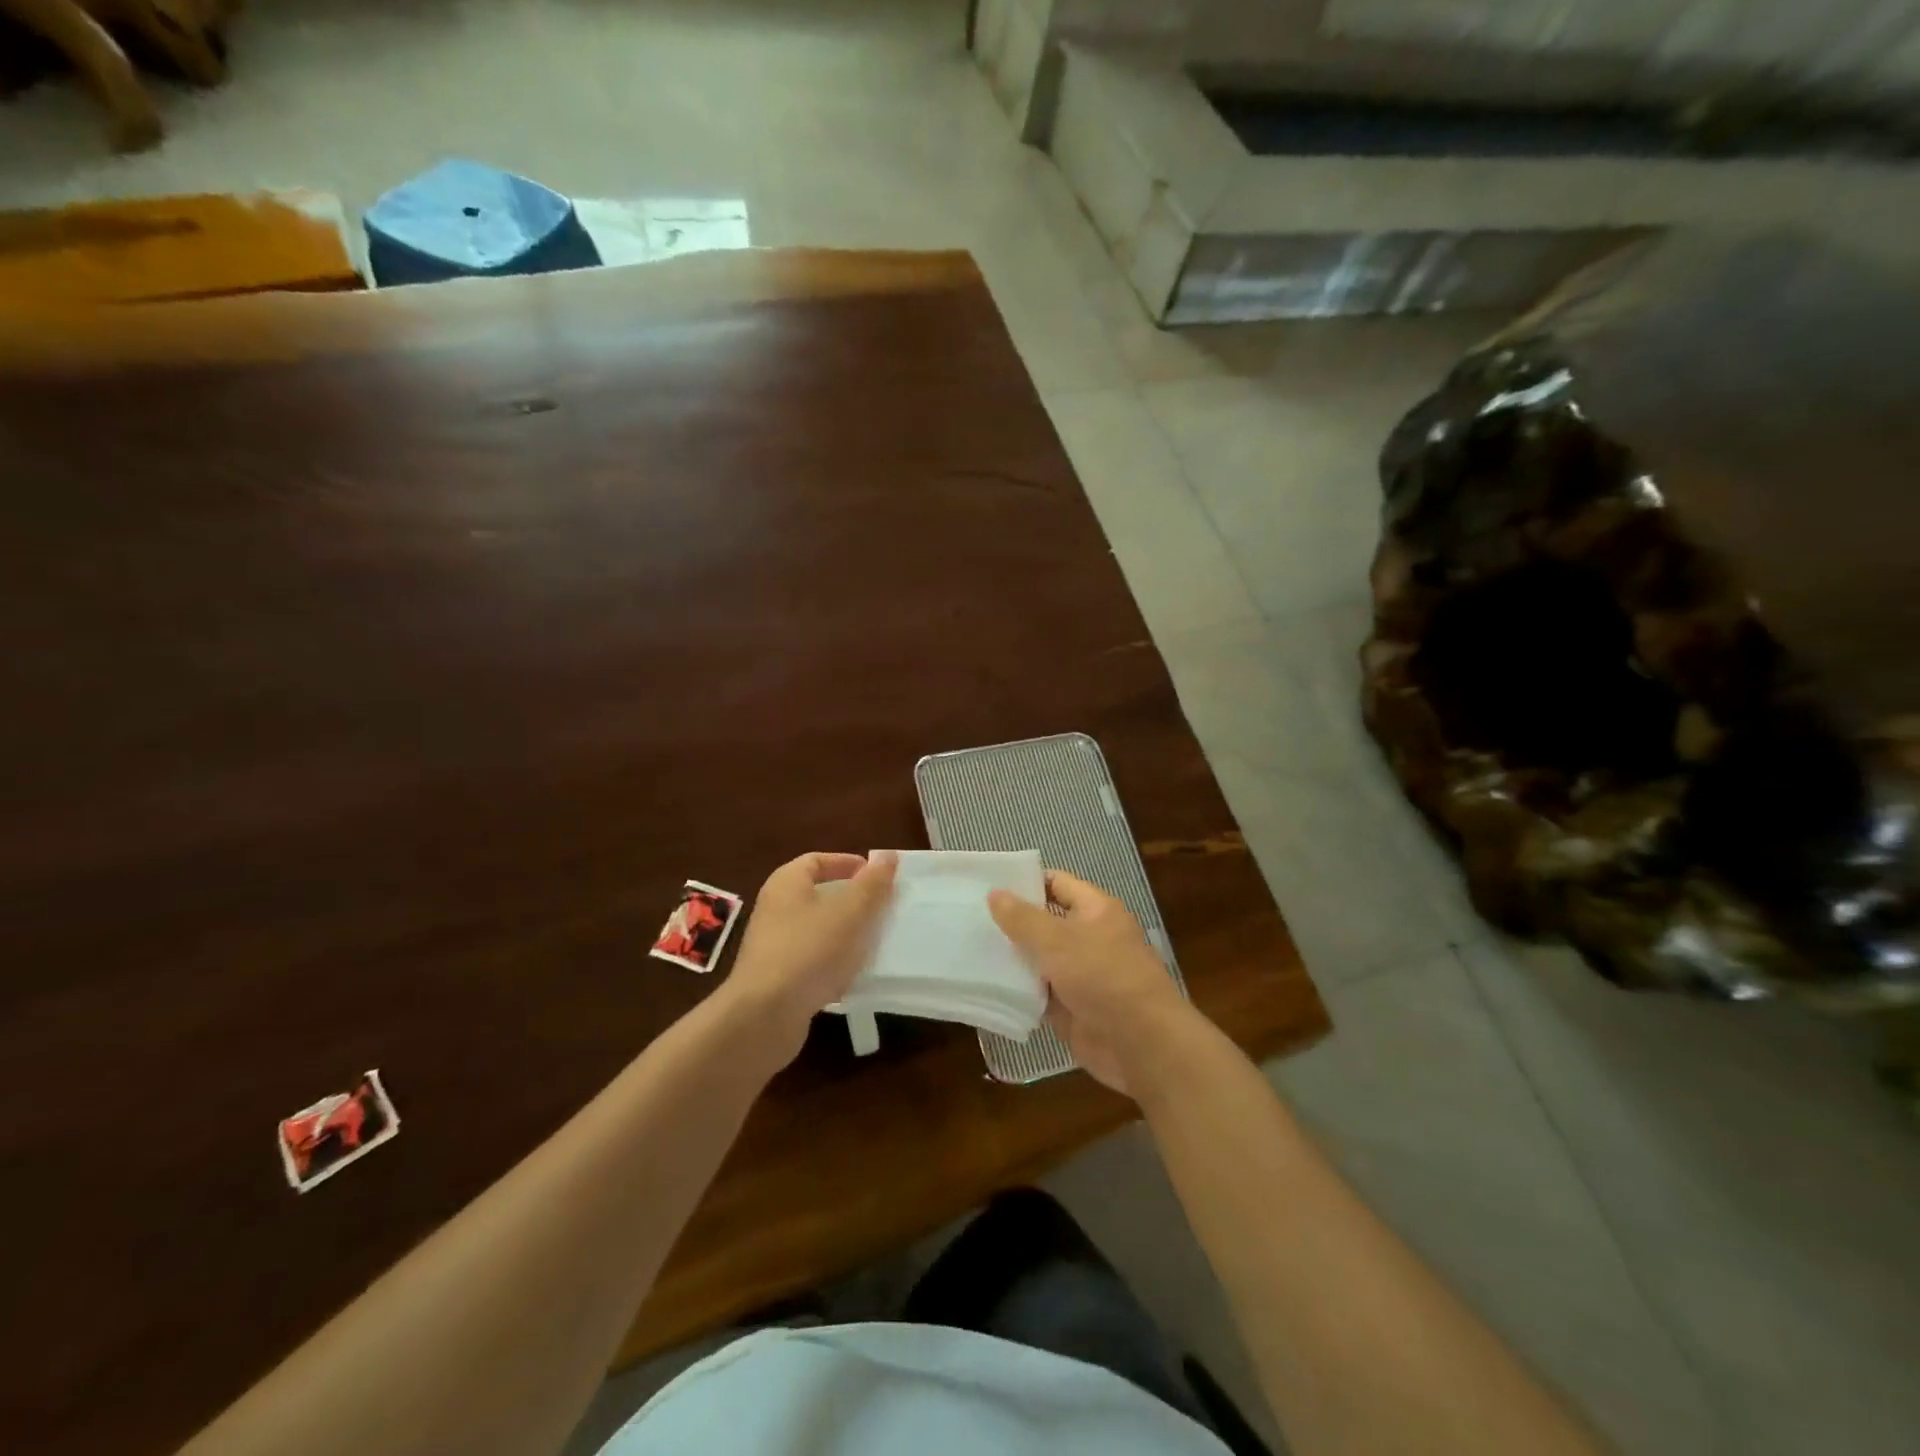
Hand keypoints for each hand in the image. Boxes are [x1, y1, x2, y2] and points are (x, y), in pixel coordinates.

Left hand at [717, 851, 896, 1066]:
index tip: (878, 876)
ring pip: (817, 930)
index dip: (847, 864)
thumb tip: (887, 856)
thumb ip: (872, 884)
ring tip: (875, 941)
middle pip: (818, 895)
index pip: (817, 861)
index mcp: (787, 884)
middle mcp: (775, 909)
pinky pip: (812, 961)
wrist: (764, 1016)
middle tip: (882, 908)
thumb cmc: (809, 951)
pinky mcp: (777, 978)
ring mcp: (774, 945)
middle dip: (852, 901)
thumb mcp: (850, 913)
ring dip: (846, 934)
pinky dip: (834, 963)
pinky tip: (855, 976)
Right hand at [988, 869, 1194, 1096]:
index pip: (1057, 883)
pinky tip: (984, 984)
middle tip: (968, 917)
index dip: (1025, 882)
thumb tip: (994, 893)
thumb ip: (1023, 919)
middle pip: (1044, 922)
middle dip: (1011, 922)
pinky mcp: (1070, 1007)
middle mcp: (1089, 938)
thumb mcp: (1058, 941)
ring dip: (1011, 958)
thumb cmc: (1103, 978)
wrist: (1141, 1045)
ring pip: (1038, 959)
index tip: (987, 885)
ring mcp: (1080, 975)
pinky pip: (1038, 992)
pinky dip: (1017, 990)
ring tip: (967, 948)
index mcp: (1095, 910)